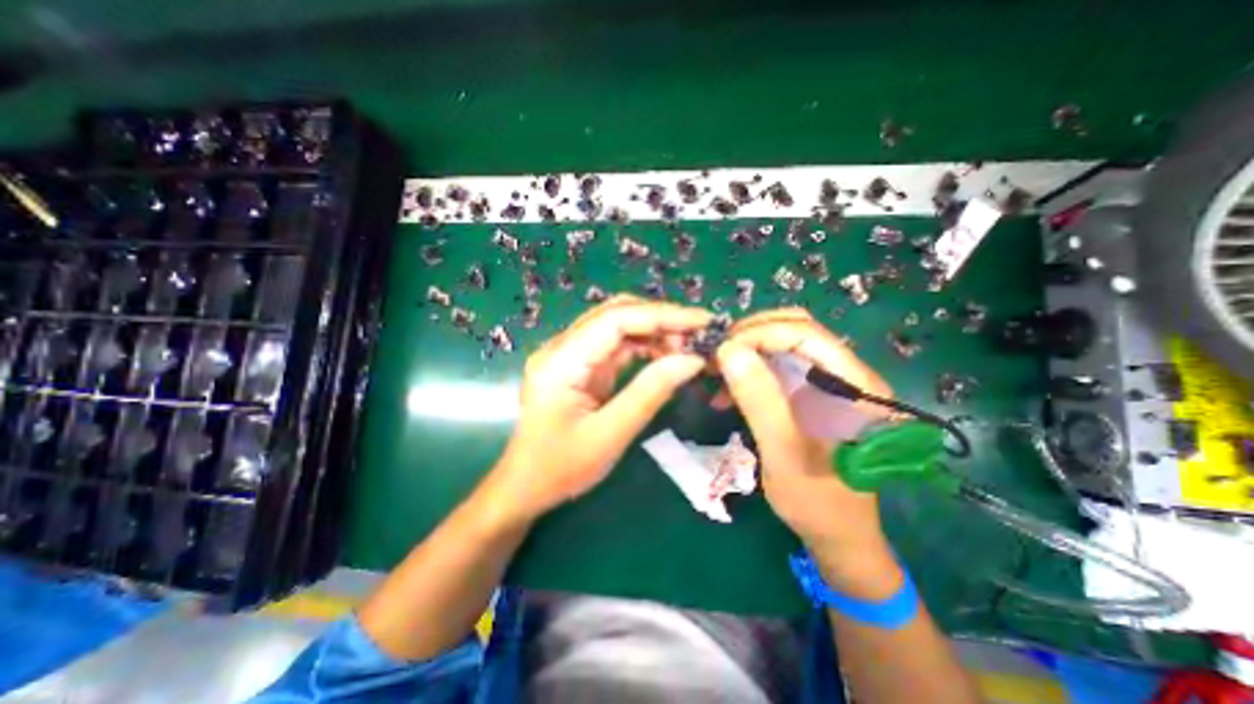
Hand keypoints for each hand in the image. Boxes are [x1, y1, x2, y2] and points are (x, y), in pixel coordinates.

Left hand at [493, 298, 710, 520]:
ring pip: (617, 325)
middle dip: (660, 319)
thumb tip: (693, 360)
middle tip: (700, 335)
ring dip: (654, 330)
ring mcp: (569, 353)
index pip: (615, 319)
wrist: (525, 486)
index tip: (703, 322)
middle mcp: (561, 347)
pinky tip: (665, 356)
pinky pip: (614, 344)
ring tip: (688, 347)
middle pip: (615, 313)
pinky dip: (643, 345)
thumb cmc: (560, 468)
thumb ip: (650, 392)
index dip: (662, 315)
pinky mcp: (578, 364)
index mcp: (561, 362)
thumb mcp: (610, 435)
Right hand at [709, 309, 896, 581]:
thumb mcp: (784, 454)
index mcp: (854, 385)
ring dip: (746, 352)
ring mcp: (827, 383)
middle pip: (795, 330)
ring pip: (783, 346)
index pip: (805, 333)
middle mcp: (845, 374)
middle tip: (716, 356)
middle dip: (750, 336)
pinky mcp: (811, 394)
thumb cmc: (818, 502)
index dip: (760, 333)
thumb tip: (728, 351)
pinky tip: (728, 392)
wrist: (839, 535)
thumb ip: (760, 401)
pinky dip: (749, 371)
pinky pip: (777, 367)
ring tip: (716, 373)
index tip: (721, 352)